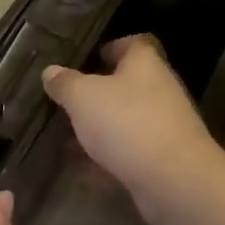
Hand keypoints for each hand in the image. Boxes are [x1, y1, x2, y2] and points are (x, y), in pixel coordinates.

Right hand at [41, 33, 224, 224]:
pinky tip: (83, 173)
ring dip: (99, 130)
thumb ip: (64, 83)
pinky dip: (107, 161)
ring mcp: (164, 128)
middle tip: (68, 103)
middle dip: (97, 95)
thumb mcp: (82, 96)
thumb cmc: (126, 123)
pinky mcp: (164, 161)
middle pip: (128, 85)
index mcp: (144, 65)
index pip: (133, 44)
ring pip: (126, 122)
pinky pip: (129, 154)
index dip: (113, 47)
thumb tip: (50, 72)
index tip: (90, 57)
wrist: (174, 180)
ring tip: (67, 140)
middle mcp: (159, 91)